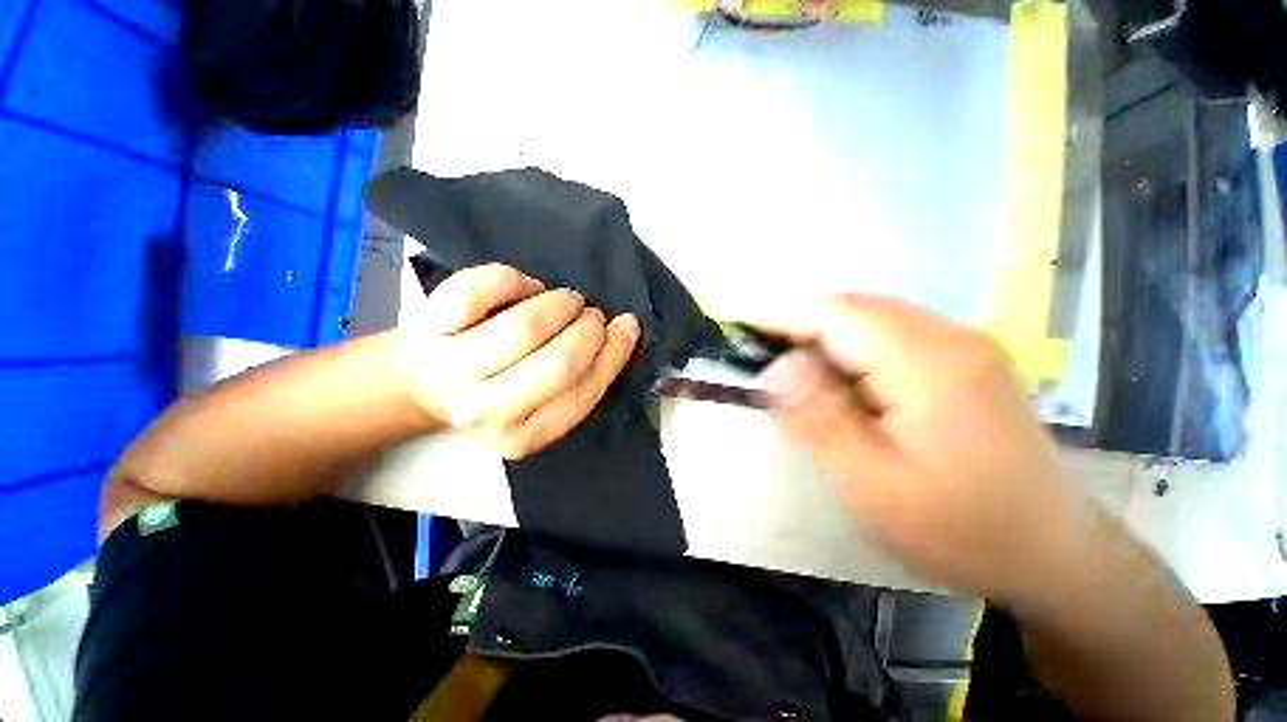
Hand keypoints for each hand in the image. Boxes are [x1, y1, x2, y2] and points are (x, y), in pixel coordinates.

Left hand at [401, 263, 639, 458]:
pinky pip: (478, 291)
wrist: (427, 383)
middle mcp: (484, 412)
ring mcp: (451, 369)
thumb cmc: (498, 390)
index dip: (612, 354)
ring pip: (524, 327)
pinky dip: (513, 279)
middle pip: (558, 363)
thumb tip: (622, 331)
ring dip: (559, 304)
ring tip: (566, 300)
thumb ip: (580, 381)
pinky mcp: (427, 328)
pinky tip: (525, 286)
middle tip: (592, 314)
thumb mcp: (541, 405)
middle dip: (589, 330)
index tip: (625, 327)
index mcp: (521, 436)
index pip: (582, 394)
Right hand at [761, 296, 1094, 602]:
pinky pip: (894, 336)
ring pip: (874, 320)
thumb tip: (777, 366)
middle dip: (803, 327)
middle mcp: (951, 337)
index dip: (783, 317)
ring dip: (828, 339)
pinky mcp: (969, 361)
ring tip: (801, 377)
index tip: (744, 330)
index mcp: (928, 364)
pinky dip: (855, 350)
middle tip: (768, 362)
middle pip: (856, 309)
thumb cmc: (960, 529)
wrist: (1054, 554)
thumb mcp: (870, 484)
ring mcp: (966, 346)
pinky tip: (848, 386)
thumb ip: (817, 417)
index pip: (837, 314)